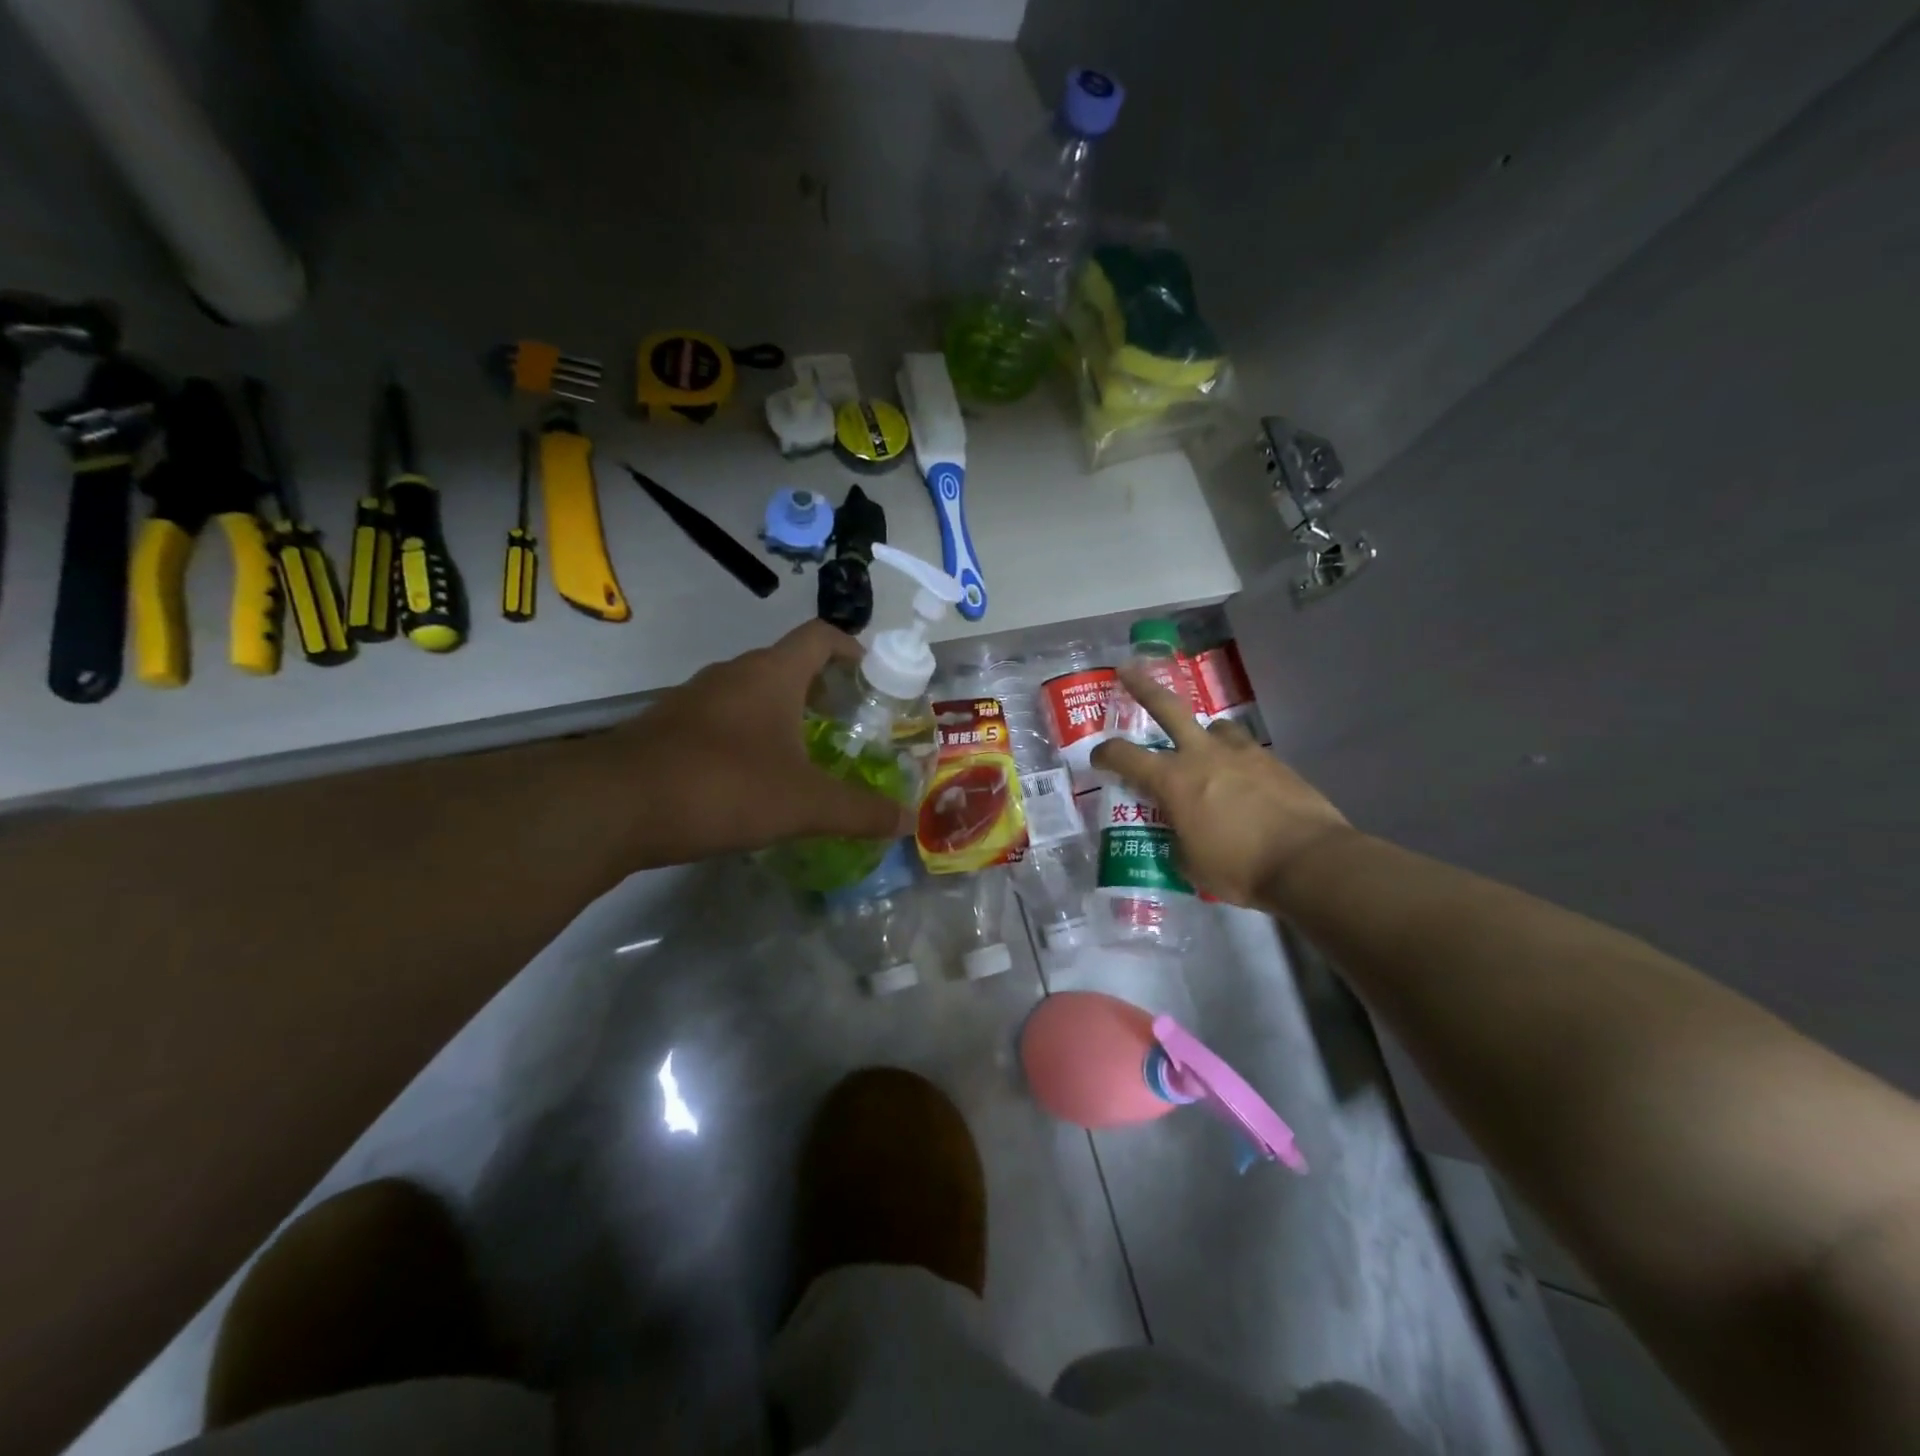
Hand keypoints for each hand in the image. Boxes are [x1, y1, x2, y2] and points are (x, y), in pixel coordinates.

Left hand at [611, 621, 910, 861]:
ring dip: (782, 713)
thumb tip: (908, 823)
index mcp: (771, 674)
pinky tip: (753, 777)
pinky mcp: (668, 726)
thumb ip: (860, 812)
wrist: (614, 806)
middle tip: (849, 725)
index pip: (821, 636)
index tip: (874, 676)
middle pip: (787, 664)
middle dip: (822, 689)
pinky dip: (747, 735)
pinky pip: (721, 719)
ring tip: (806, 753)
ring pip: (751, 693)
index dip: (852, 648)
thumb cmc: (723, 787)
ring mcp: (694, 698)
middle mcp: (732, 674)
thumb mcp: (805, 805)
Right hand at [1090, 667, 1352, 908]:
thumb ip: (1177, 840)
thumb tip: (1180, 836)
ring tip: (1206, 750)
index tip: (1098, 758)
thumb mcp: (1191, 865)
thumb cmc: (1239, 868)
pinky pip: (1246, 750)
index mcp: (1173, 780)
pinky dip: (1237, 760)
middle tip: (1128, 670)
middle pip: (1167, 708)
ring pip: (1215, 726)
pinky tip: (1244, 782)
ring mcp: (1242, 753)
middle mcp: (1203, 755)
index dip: (1105, 754)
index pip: (1125, 756)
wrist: (1308, 862)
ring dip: (1204, 734)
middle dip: (1143, 688)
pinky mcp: (1274, 762)